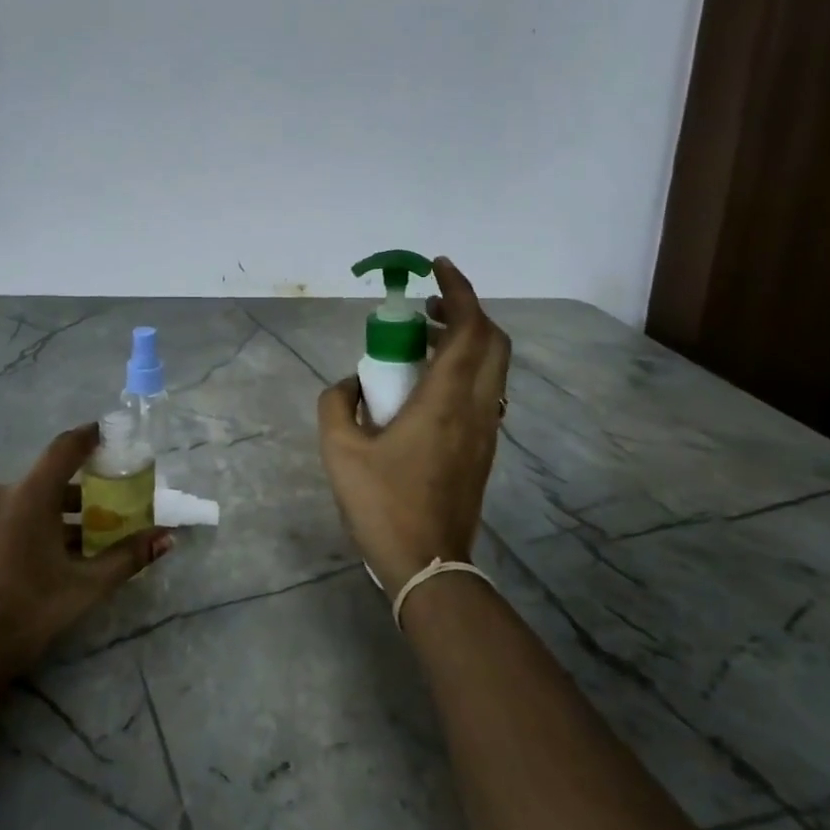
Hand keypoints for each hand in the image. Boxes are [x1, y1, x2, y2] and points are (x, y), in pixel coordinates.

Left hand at [0, 424, 173, 690]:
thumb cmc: (26, 612)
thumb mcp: (84, 587)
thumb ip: (127, 557)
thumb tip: (167, 538)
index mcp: (29, 496)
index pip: (64, 449)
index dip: (89, 437)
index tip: (108, 435)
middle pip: (46, 481)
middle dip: (78, 494)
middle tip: (104, 514)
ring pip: (23, 502)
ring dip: (51, 516)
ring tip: (74, 546)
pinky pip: (0, 518)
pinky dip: (25, 527)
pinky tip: (36, 561)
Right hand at [316, 256, 511, 595]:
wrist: (427, 563)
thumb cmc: (382, 503)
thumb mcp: (339, 449)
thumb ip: (337, 402)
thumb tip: (351, 383)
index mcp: (446, 399)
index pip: (470, 327)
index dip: (459, 290)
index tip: (437, 267)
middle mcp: (477, 406)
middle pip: (492, 341)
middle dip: (465, 312)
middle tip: (426, 309)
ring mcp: (486, 429)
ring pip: (491, 367)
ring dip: (465, 342)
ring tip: (421, 343)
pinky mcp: (483, 449)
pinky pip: (483, 391)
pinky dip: (463, 370)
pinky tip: (426, 386)